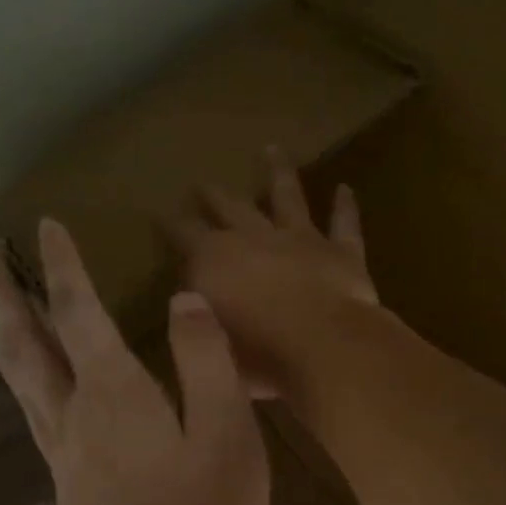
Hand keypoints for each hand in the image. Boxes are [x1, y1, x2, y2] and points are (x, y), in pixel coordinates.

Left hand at [0, 219, 268, 504]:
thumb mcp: (228, 428)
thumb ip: (206, 359)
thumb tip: (184, 302)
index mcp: (113, 391)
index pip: (78, 311)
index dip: (62, 265)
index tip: (45, 225)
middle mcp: (75, 414)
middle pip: (22, 344)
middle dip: (1, 295)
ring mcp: (65, 454)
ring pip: (20, 381)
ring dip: (6, 335)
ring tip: (3, 308)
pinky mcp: (69, 487)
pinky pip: (38, 415)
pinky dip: (29, 380)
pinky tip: (45, 387)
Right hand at [171, 148, 382, 401]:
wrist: (325, 345)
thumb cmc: (258, 354)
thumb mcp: (209, 340)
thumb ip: (198, 316)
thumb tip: (190, 301)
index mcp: (215, 259)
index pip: (184, 234)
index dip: (171, 225)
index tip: (159, 215)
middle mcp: (255, 238)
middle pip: (231, 207)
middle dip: (214, 195)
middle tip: (203, 182)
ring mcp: (301, 240)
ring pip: (288, 197)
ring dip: (278, 173)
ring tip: (272, 150)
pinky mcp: (341, 252)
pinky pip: (343, 224)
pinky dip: (344, 207)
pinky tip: (345, 189)